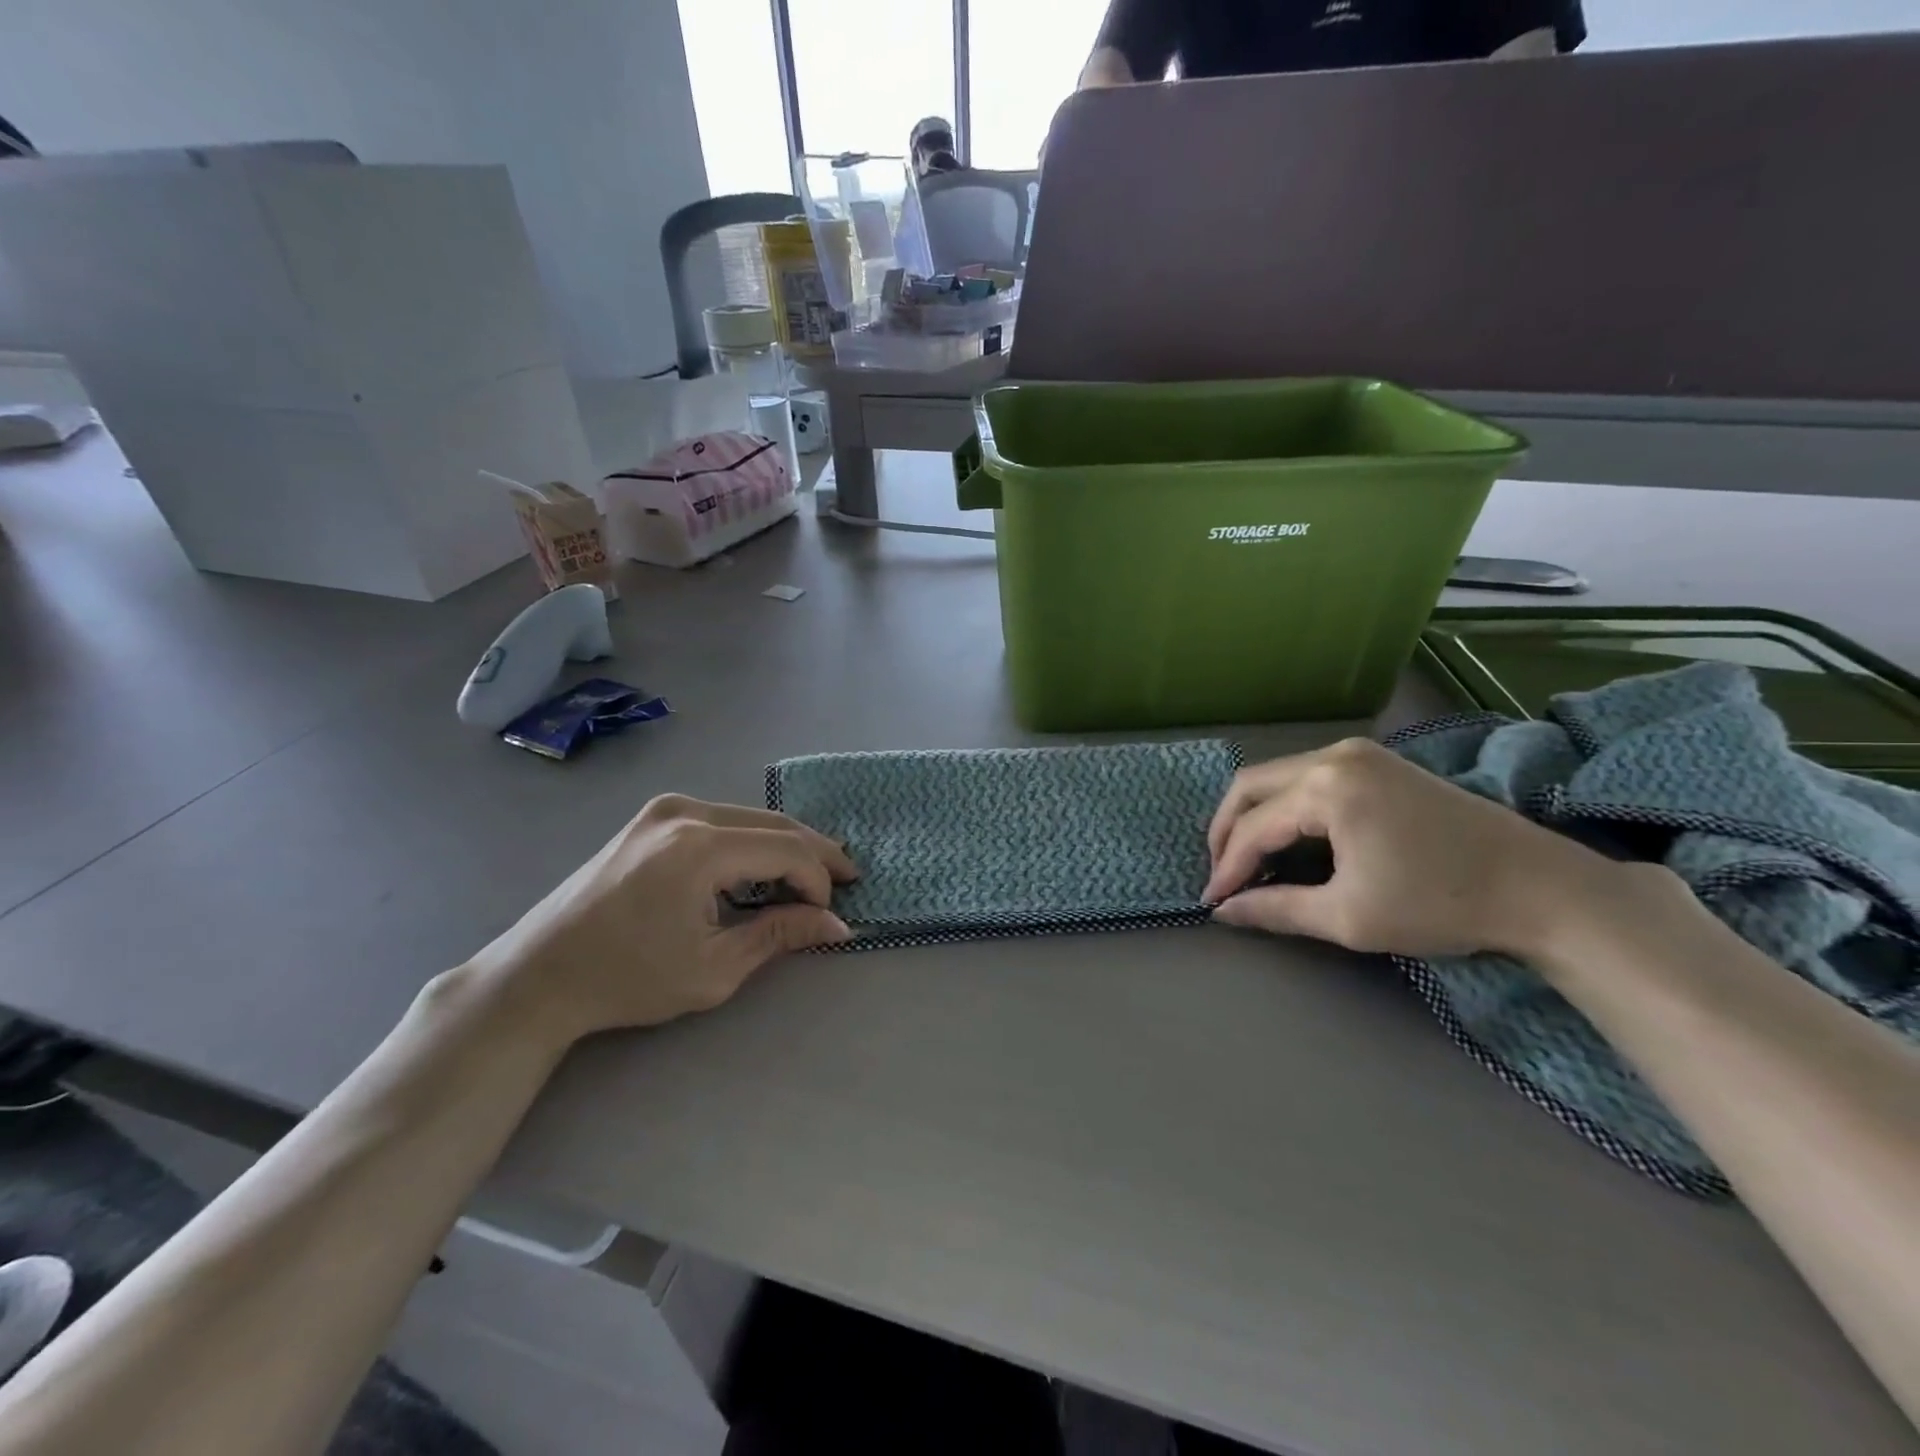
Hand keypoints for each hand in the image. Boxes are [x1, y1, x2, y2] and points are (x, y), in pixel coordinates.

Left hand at [469, 795, 857, 1042]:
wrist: (539, 974)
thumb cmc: (627, 979)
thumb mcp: (714, 968)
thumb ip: (780, 935)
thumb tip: (838, 924)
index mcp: (699, 847)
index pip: (787, 850)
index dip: (819, 880)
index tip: (829, 914)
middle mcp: (685, 812)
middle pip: (774, 823)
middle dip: (815, 852)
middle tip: (849, 878)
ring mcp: (665, 809)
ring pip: (750, 818)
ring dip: (784, 846)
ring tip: (811, 877)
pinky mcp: (653, 817)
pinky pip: (721, 821)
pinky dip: (751, 842)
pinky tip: (762, 868)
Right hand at [1203, 738, 1629, 959]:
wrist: (1540, 888)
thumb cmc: (1440, 903)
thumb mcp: (1348, 916)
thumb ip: (1275, 909)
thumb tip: (1224, 912)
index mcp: (1326, 788)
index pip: (1253, 827)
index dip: (1226, 868)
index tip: (1211, 903)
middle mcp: (1334, 756)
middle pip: (1252, 786)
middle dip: (1226, 832)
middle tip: (1221, 875)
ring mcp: (1358, 753)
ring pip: (1277, 778)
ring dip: (1253, 817)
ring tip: (1247, 861)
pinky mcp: (1377, 763)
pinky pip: (1307, 777)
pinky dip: (1285, 807)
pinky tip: (1287, 840)